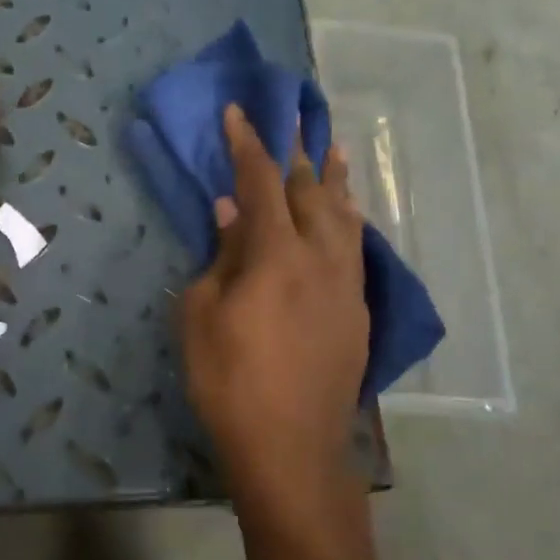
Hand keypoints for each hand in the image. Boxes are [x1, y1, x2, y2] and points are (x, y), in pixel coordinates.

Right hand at [181, 105, 367, 514]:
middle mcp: (320, 257)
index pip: (261, 182)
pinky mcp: (358, 311)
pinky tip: (348, 216)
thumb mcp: (201, 316)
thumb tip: (232, 211)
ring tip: (333, 150)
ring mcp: (346, 284)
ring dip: (334, 180)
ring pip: (344, 216)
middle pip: (310, 191)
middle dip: (296, 153)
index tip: (239, 112)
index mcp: (276, 254)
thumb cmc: (230, 381)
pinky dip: (349, 221)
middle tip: (291, 119)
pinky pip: (355, 248)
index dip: (248, 145)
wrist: (291, 447)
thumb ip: (220, 256)